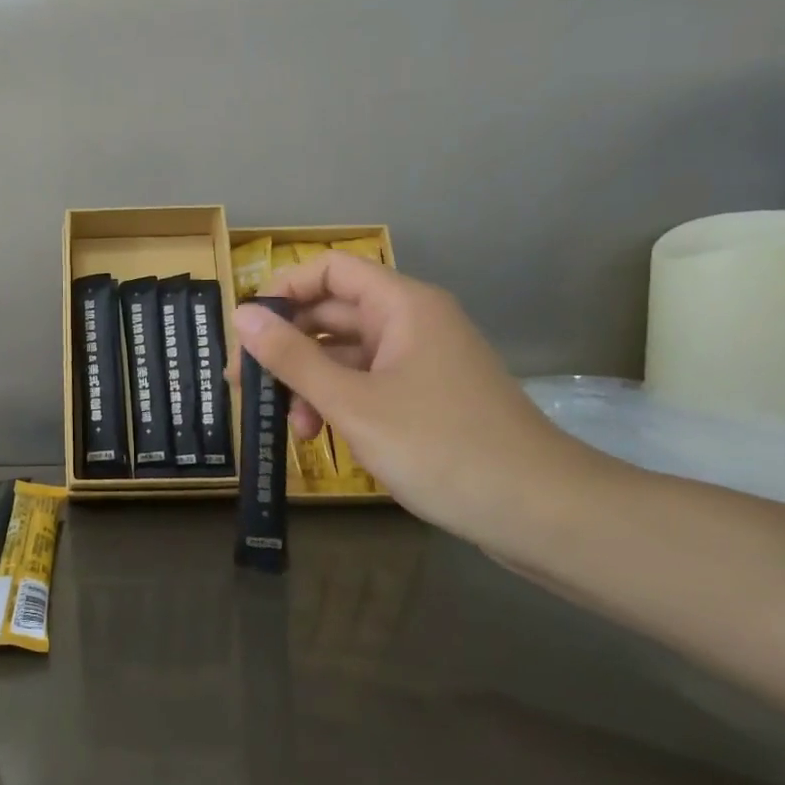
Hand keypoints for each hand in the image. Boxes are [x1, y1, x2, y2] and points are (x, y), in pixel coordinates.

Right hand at [230, 254, 589, 539]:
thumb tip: (241, 315)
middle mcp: (412, 322)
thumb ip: (292, 357)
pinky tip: (321, 437)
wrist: (542, 513)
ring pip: (346, 354)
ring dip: (310, 382)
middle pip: (332, 313)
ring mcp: (421, 361)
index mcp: (402, 306)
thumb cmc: (441, 447)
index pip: (329, 270)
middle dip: (287, 347)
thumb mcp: (352, 403)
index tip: (248, 333)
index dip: (284, 291)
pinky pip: (367, 383)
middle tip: (247, 385)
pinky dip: (338, 402)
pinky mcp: (426, 397)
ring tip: (291, 427)